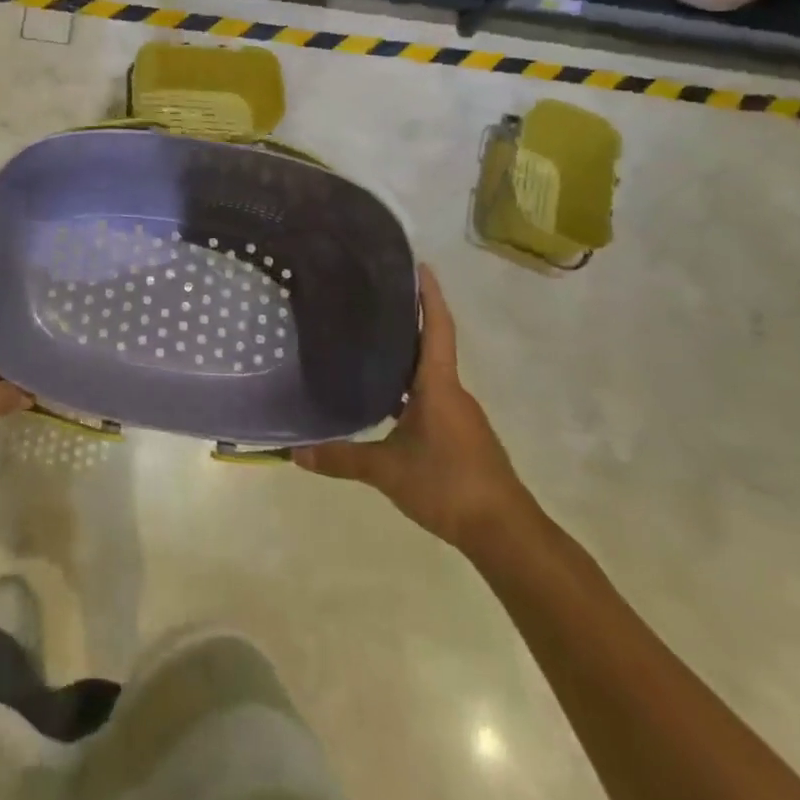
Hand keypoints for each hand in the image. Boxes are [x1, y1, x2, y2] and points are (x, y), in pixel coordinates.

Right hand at [294, 262, 529, 552]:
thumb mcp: (388, 471)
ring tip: (369, 343)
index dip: (429, 296)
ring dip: (406, 356)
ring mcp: (459, 415)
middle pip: (431, 346)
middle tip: (372, 299)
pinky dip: (409, 386)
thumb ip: (342, 458)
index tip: (421, 265)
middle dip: (408, 321)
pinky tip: (385, 398)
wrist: (506, 533)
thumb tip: (294, 452)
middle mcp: (452, 392)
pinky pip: (431, 397)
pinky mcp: (460, 436)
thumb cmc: (450, 485)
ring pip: (430, 374)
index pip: (436, 329)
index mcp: (439, 386)